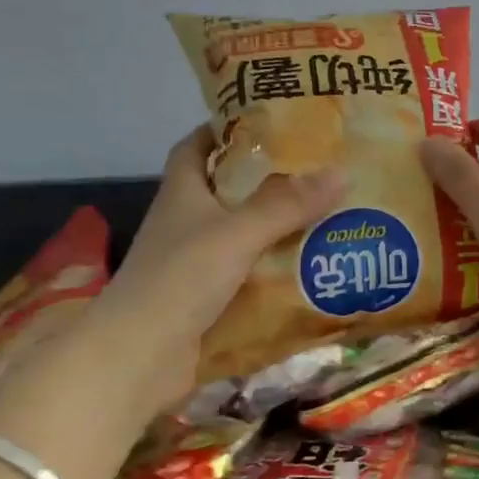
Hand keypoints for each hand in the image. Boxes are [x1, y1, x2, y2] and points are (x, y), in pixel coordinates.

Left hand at [83, 126, 344, 414]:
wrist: (137, 359)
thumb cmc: (179, 279)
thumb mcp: (237, 233)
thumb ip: (287, 204)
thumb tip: (341, 172)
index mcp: (183, 193)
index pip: (197, 146)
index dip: (225, 128)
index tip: (269, 119)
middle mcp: (187, 222)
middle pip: (230, 189)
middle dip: (270, 178)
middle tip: (320, 167)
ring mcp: (197, 263)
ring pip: (245, 233)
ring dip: (280, 226)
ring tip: (330, 212)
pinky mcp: (210, 299)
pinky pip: (252, 273)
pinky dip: (278, 268)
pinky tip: (314, 265)